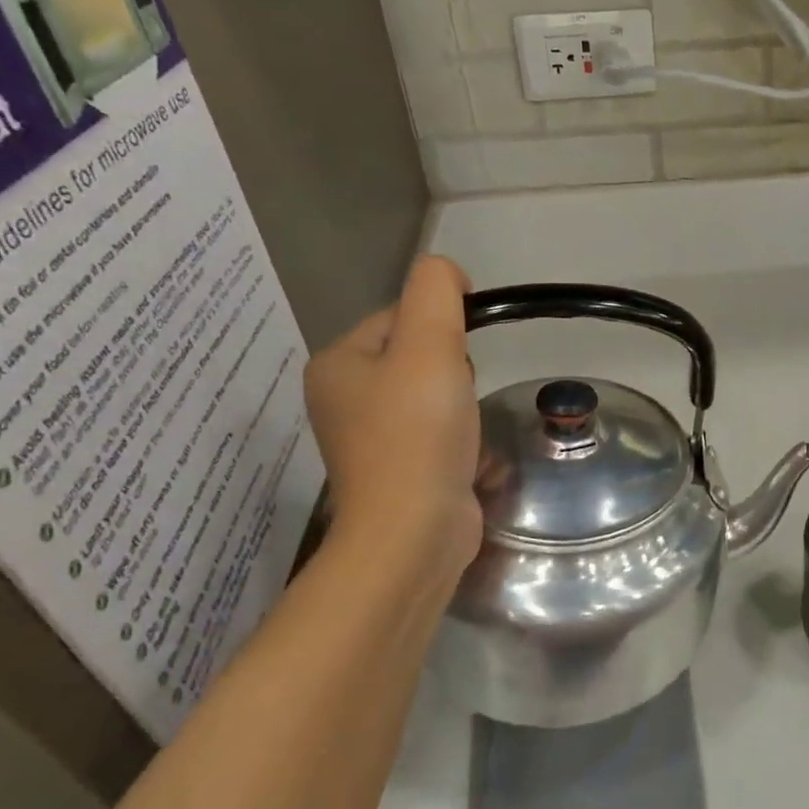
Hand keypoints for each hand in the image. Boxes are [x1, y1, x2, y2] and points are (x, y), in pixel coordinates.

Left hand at [305, 257, 482, 601]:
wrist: (412, 534)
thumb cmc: (418, 433)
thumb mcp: (430, 344)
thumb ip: (436, 291)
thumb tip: (448, 274)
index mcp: (338, 364)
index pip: (399, 316)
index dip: (441, 326)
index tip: (460, 357)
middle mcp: (344, 399)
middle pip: (416, 355)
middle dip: (452, 368)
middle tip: (458, 396)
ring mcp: (370, 440)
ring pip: (432, 395)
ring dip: (461, 403)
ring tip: (465, 428)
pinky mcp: (398, 472)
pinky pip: (436, 434)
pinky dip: (459, 439)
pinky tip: (470, 456)